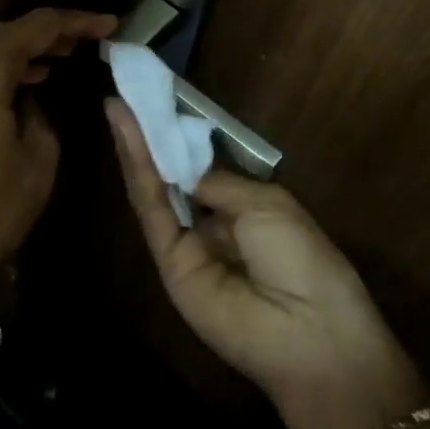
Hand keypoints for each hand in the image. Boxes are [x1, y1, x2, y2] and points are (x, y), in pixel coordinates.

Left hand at [0, 8, 115, 289]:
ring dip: (12, 58)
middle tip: (80, 46)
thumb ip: (40, 113)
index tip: (108, 25)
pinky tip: (5, 96)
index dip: (76, 22)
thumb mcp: (38, 160)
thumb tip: (29, 97)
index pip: (36, 26)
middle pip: (0, 35)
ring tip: (49, 68)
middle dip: (42, 37)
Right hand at [105, 97, 422, 428]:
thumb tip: (188, 171)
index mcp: (244, 208)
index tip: (159, 100)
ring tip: (118, 105)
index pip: (202, 168)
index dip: (180, 136)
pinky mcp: (169, 262)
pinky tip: (127, 134)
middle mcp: (212, 224)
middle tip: (127, 95)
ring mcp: (187, 245)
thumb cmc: (304, 259)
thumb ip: (219, 183)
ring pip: (155, 188)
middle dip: (151, 136)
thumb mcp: (266, 205)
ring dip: (136, 146)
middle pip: (172, 175)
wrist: (311, 333)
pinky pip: (152, 210)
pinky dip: (138, 170)